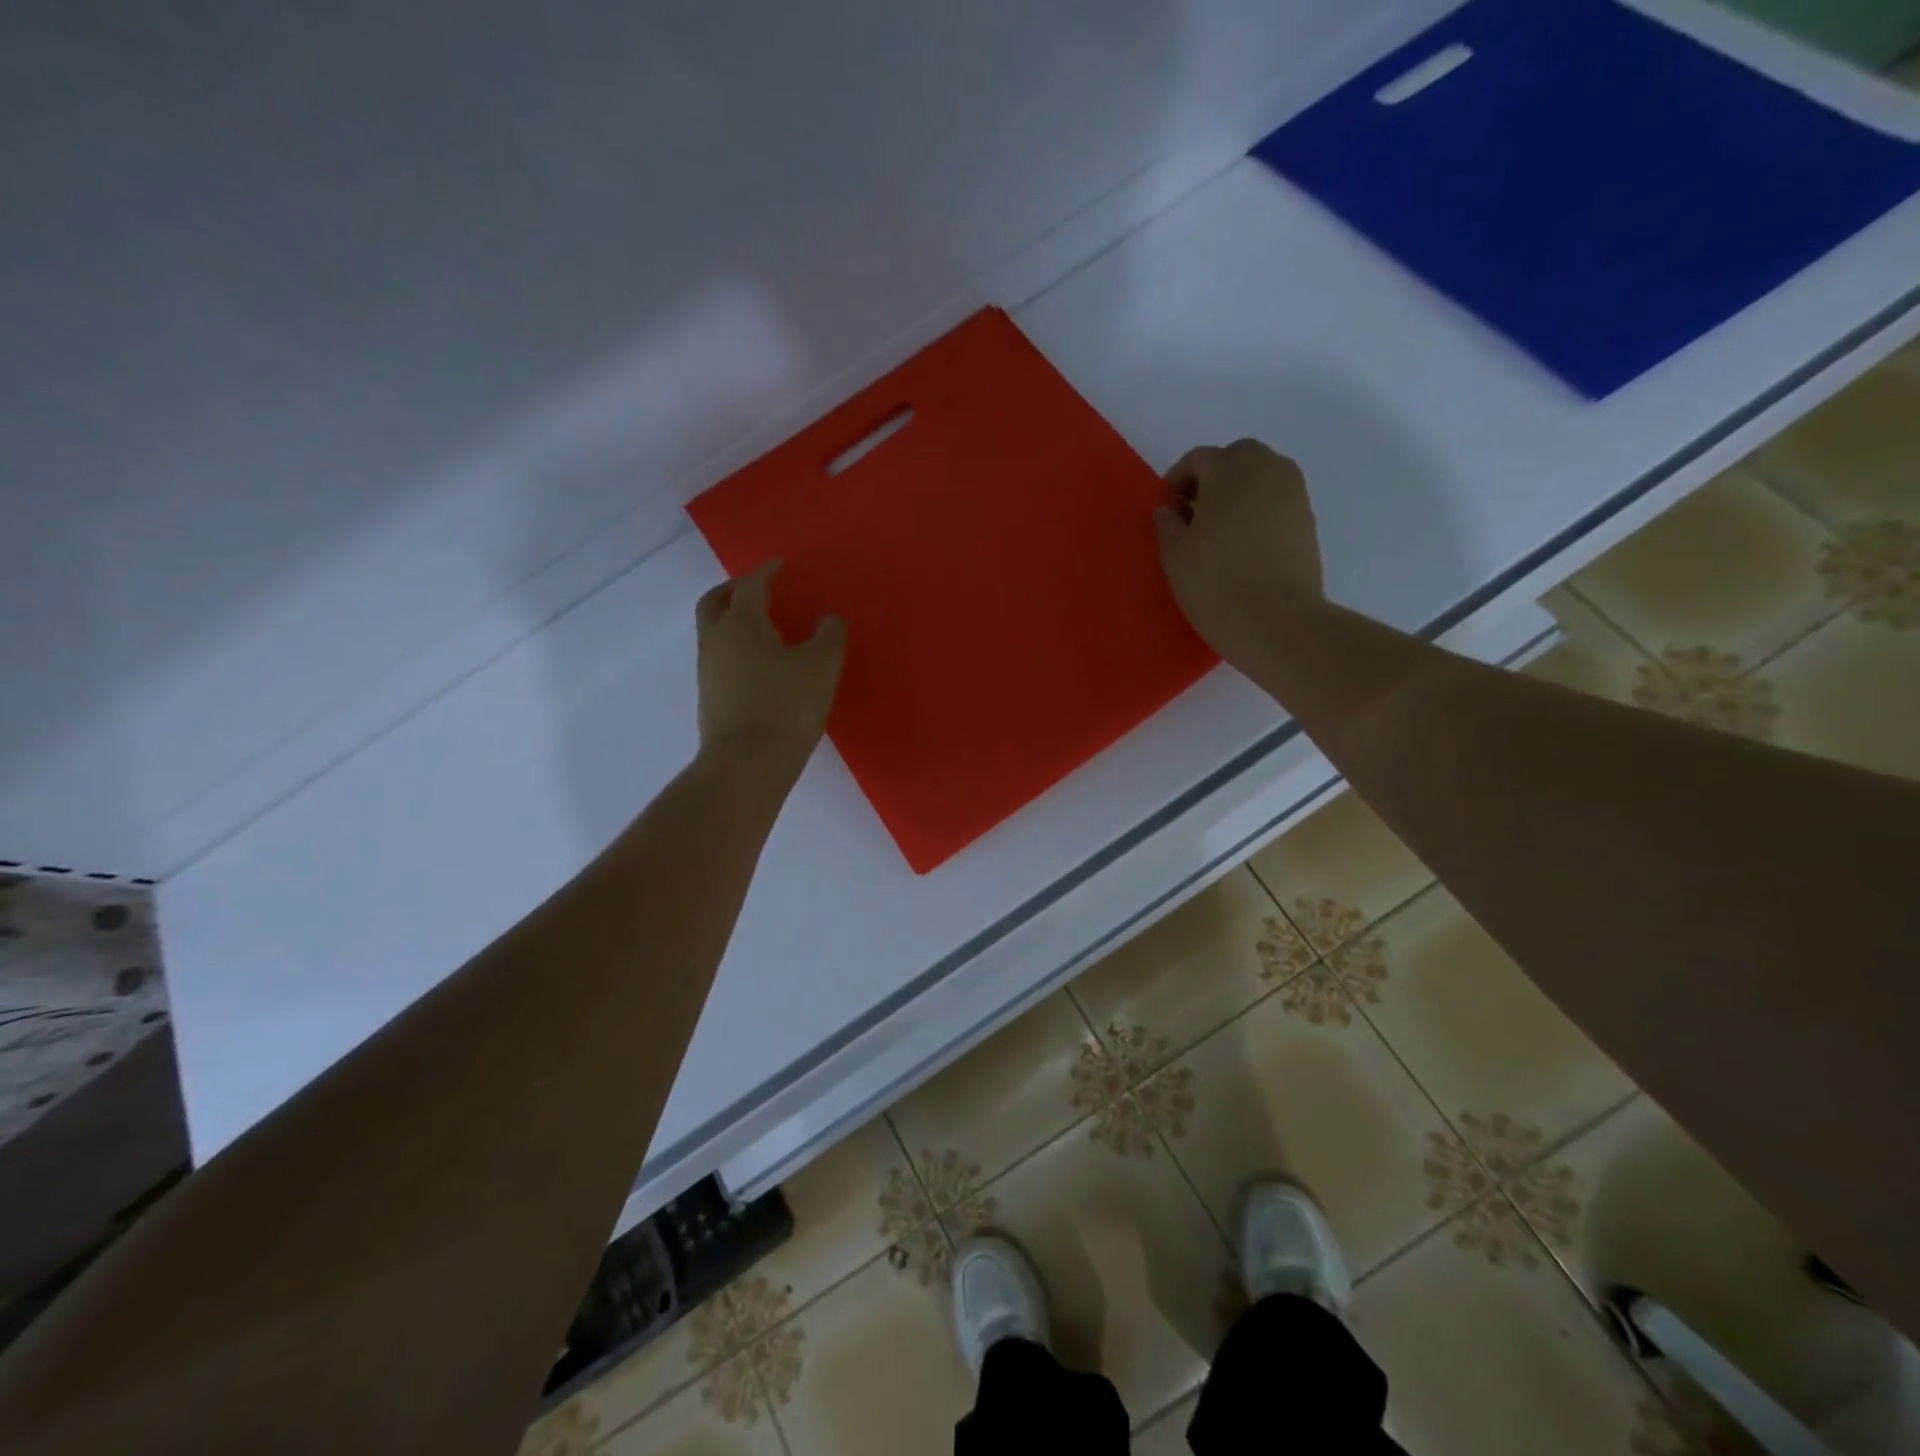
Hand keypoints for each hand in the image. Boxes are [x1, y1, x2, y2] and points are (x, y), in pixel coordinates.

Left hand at [694, 560, 846, 782]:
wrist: (747, 764)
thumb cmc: (787, 706)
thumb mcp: (822, 665)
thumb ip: (829, 634)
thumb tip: (828, 618)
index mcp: (741, 623)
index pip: (750, 585)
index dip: (766, 572)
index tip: (781, 566)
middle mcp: (716, 640)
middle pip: (714, 602)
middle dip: (733, 590)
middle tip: (757, 590)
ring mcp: (708, 671)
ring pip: (714, 633)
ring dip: (732, 621)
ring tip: (763, 629)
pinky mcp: (710, 698)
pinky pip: (720, 660)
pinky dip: (735, 650)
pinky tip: (760, 666)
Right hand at [1154, 439, 1324, 667]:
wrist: (1277, 622)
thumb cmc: (1215, 581)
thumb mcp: (1174, 553)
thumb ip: (1167, 524)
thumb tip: (1170, 510)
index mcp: (1232, 466)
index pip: (1198, 460)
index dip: (1176, 482)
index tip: (1165, 511)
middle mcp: (1269, 468)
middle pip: (1234, 462)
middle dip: (1211, 484)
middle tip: (1191, 519)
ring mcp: (1295, 493)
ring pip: (1258, 483)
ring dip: (1236, 499)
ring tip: (1217, 537)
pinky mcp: (1308, 522)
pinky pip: (1274, 506)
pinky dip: (1257, 517)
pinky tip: (1242, 550)